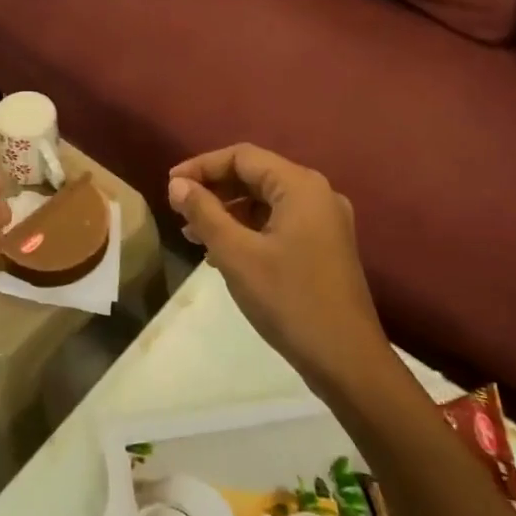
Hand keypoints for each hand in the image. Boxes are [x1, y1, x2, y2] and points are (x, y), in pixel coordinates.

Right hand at [167, 145, 389, 391]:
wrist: (345, 358)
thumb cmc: (288, 300)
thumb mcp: (236, 254)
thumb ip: (204, 213)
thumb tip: (178, 185)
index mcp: (300, 186)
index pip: (242, 157)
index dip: (202, 166)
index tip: (170, 186)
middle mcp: (317, 194)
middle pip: (256, 175)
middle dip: (214, 189)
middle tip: (178, 209)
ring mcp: (324, 222)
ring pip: (266, 202)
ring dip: (228, 212)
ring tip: (192, 234)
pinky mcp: (324, 247)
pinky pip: (279, 223)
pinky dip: (248, 229)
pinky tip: (222, 253)